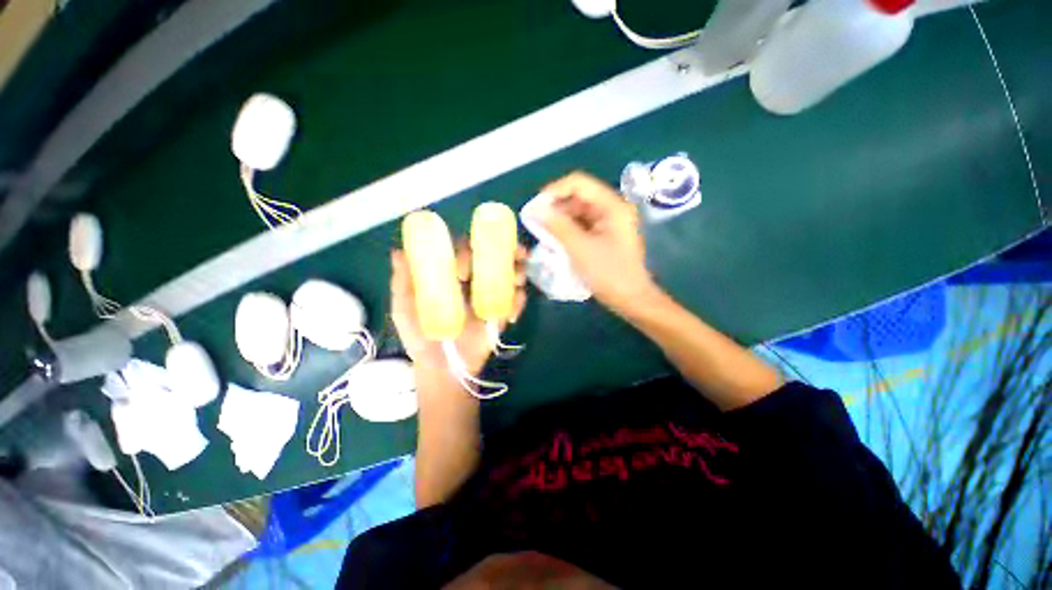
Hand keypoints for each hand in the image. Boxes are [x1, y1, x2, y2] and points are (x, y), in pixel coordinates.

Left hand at [390, 241, 527, 376]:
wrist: (443, 368)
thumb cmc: (421, 337)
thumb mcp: (405, 311)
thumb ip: (403, 284)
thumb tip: (397, 252)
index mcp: (452, 274)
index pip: (464, 251)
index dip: (468, 251)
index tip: (464, 270)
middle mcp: (474, 280)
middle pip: (493, 257)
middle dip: (506, 251)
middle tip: (514, 254)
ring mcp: (490, 295)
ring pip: (509, 275)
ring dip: (519, 271)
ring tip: (519, 279)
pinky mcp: (502, 313)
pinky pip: (516, 301)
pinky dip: (520, 302)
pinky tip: (510, 315)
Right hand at [535, 171, 655, 314]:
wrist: (631, 299)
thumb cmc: (609, 274)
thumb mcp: (580, 249)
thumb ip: (558, 226)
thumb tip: (536, 209)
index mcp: (612, 206)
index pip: (579, 183)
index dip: (555, 190)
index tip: (536, 206)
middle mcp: (612, 208)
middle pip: (578, 197)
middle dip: (555, 207)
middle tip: (536, 221)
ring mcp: (609, 222)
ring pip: (578, 212)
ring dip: (560, 220)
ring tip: (542, 232)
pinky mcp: (604, 235)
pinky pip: (582, 225)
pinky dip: (567, 230)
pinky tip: (555, 239)